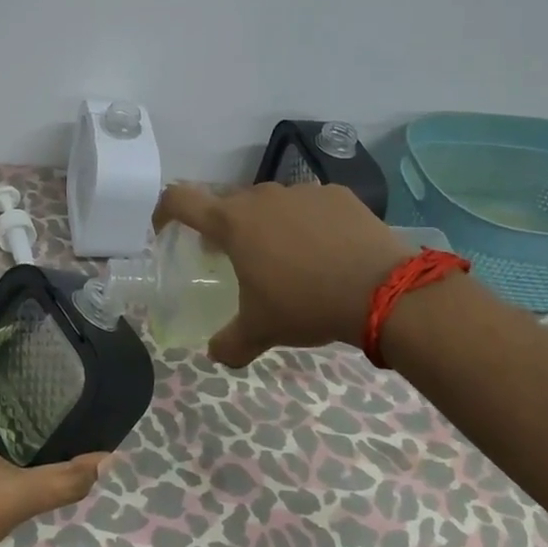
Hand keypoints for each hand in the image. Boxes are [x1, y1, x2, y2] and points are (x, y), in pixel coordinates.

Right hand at [154, 181, 414, 366]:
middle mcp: (262, 197)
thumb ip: (230, 343)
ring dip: (267, 225)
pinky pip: (310, 205)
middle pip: (228, 204)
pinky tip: (326, 252)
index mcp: (232, 223)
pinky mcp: (338, 194)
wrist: (383, 291)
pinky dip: (308, 223)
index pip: (180, 200)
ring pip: (271, 204)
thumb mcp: (262, 330)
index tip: (164, 230)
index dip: (164, 211)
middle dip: (224, 229)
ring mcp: (302, 191)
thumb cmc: (306, 304)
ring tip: (287, 259)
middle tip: (234, 260)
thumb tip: (215, 355)